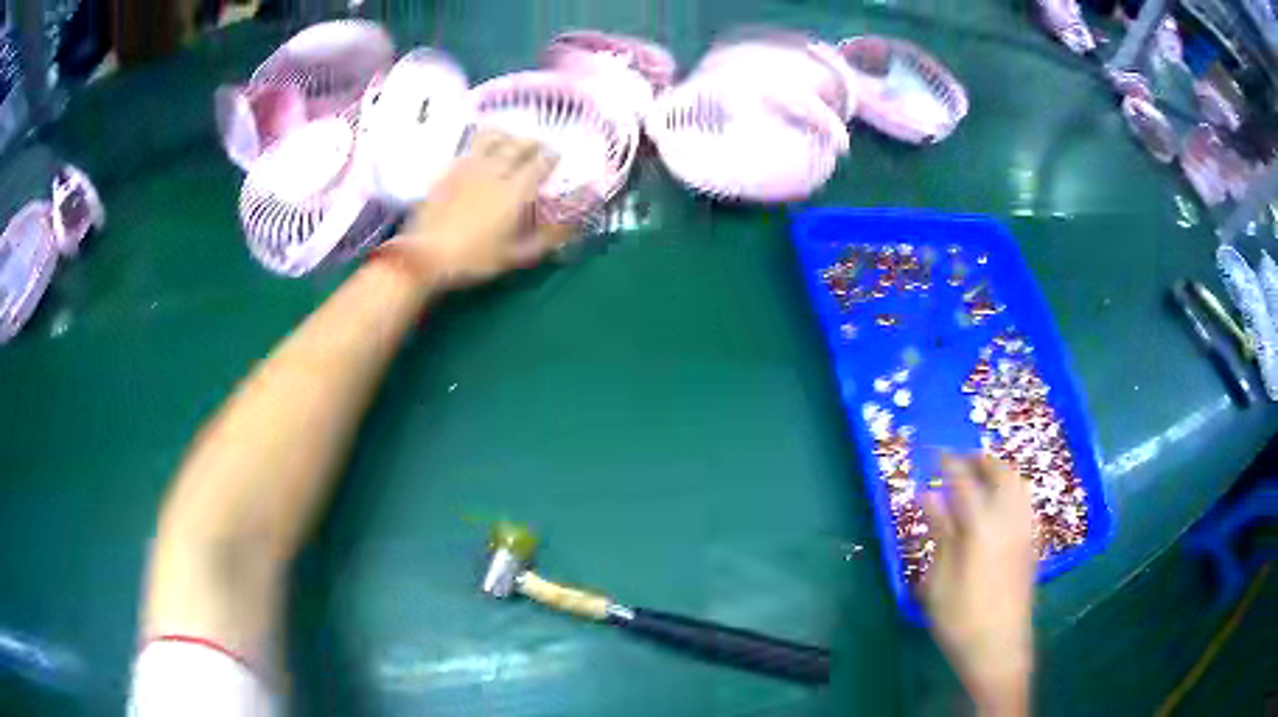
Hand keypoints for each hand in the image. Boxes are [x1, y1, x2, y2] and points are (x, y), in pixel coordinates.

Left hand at [394, 129, 575, 288]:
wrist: (424, 256)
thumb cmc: (474, 260)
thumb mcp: (515, 256)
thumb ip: (547, 238)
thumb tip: (574, 224)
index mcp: (516, 190)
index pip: (541, 163)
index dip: (552, 157)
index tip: (558, 158)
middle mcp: (495, 171)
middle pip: (518, 145)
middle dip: (533, 143)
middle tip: (538, 146)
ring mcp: (468, 167)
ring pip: (492, 138)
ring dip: (507, 135)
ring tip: (511, 138)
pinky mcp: (448, 170)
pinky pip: (469, 147)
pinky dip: (481, 142)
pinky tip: (481, 149)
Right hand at [924, 456, 1035, 714]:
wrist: (1000, 649)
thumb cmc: (961, 620)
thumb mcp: (939, 582)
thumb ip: (939, 532)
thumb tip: (928, 495)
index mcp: (982, 528)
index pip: (964, 481)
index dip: (948, 463)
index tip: (932, 453)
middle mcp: (1009, 520)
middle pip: (1000, 472)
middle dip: (978, 460)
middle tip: (956, 461)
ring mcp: (1025, 529)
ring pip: (1017, 482)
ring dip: (998, 470)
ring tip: (977, 476)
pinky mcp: (1032, 542)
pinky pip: (1024, 499)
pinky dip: (1010, 487)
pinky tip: (997, 503)